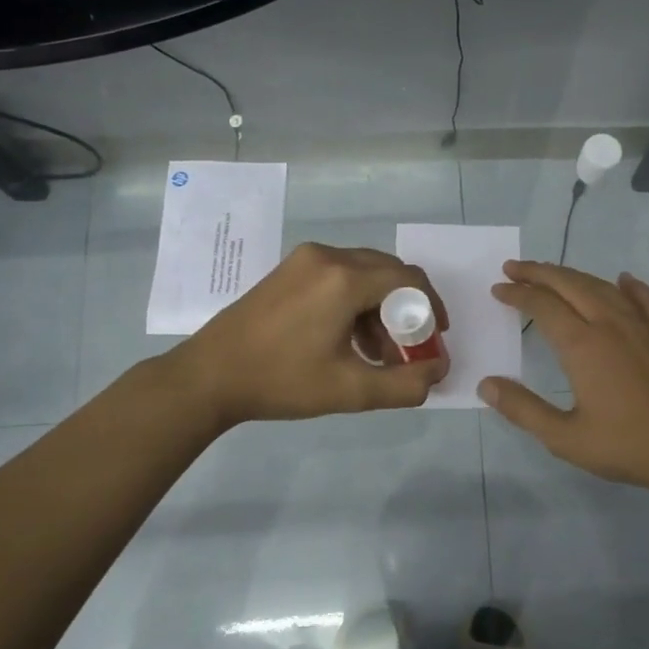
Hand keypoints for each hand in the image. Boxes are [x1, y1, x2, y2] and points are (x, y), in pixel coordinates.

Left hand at [171, 243, 450, 427]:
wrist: (209, 376)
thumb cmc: (282, 381)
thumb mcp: (351, 391)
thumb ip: (406, 384)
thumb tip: (438, 371)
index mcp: (344, 278)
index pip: (409, 279)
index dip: (431, 308)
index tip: (435, 339)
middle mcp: (327, 256)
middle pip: (388, 272)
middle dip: (406, 309)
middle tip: (409, 347)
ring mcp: (304, 260)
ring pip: (363, 273)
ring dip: (380, 308)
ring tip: (377, 352)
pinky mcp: (288, 270)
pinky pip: (338, 276)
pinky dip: (354, 302)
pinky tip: (347, 339)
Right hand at [479, 261, 648, 496]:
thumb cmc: (626, 446)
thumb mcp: (564, 437)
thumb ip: (523, 409)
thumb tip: (486, 385)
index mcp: (583, 345)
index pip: (542, 306)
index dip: (518, 294)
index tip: (499, 289)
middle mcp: (611, 324)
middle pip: (570, 285)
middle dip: (539, 273)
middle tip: (515, 267)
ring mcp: (645, 326)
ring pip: (604, 287)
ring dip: (575, 276)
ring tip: (555, 273)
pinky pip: (647, 299)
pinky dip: (630, 286)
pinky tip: (623, 280)